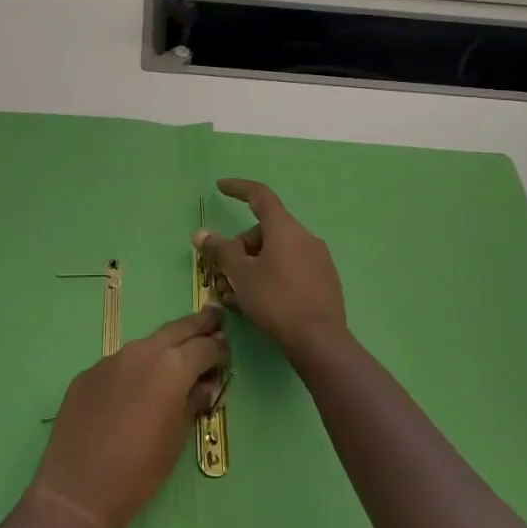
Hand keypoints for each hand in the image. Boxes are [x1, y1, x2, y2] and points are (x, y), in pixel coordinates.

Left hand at [28, 306, 228, 527]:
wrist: (79, 487)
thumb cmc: (140, 470)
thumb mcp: (177, 439)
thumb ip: (193, 403)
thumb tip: (205, 385)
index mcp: (171, 367)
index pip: (203, 347)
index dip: (218, 347)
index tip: (226, 348)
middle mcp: (141, 352)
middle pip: (175, 330)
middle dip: (197, 323)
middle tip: (214, 315)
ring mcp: (110, 360)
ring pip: (144, 346)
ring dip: (163, 348)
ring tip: (176, 355)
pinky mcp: (87, 374)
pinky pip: (119, 365)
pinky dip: (134, 370)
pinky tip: (134, 389)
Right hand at [194, 179, 347, 366]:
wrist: (320, 341)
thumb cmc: (276, 300)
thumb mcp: (241, 274)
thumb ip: (221, 250)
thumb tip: (201, 233)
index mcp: (285, 229)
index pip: (260, 196)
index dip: (238, 188)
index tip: (220, 187)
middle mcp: (305, 237)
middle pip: (266, 230)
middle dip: (242, 246)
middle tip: (225, 272)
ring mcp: (319, 259)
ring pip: (278, 252)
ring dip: (255, 264)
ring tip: (238, 293)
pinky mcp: (325, 281)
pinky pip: (292, 268)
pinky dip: (272, 276)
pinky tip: (260, 301)